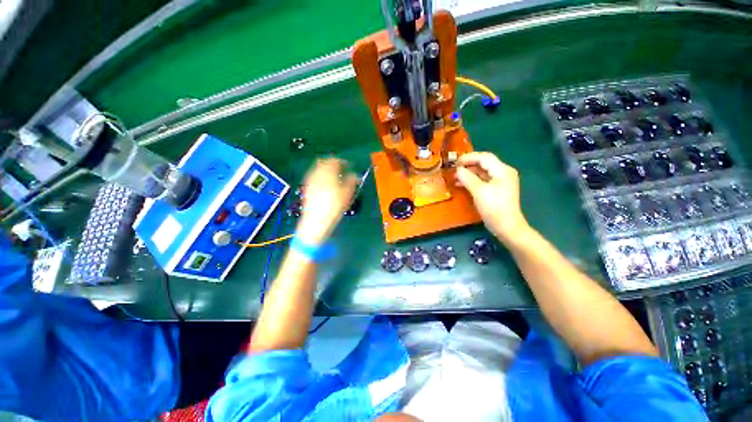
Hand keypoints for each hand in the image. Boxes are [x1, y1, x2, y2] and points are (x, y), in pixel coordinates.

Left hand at [296, 158, 357, 244]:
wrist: (316, 221)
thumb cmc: (334, 207)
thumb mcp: (347, 194)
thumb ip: (351, 181)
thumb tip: (354, 175)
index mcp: (328, 173)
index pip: (334, 161)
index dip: (342, 161)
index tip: (348, 165)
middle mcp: (317, 173)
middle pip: (323, 162)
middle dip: (332, 163)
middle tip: (340, 168)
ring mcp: (310, 180)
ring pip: (317, 168)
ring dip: (325, 168)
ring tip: (333, 176)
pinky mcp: (307, 187)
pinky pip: (313, 175)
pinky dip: (320, 175)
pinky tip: (324, 183)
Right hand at [455, 152, 529, 243]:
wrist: (506, 226)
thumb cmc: (493, 207)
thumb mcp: (479, 191)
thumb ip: (467, 178)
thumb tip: (458, 169)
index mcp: (502, 170)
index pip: (484, 157)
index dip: (468, 158)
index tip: (454, 162)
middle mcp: (503, 173)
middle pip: (484, 164)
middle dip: (468, 165)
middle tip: (453, 170)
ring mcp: (501, 182)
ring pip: (482, 172)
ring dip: (469, 173)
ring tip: (455, 177)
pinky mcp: (497, 190)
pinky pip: (483, 181)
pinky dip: (472, 181)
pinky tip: (461, 184)